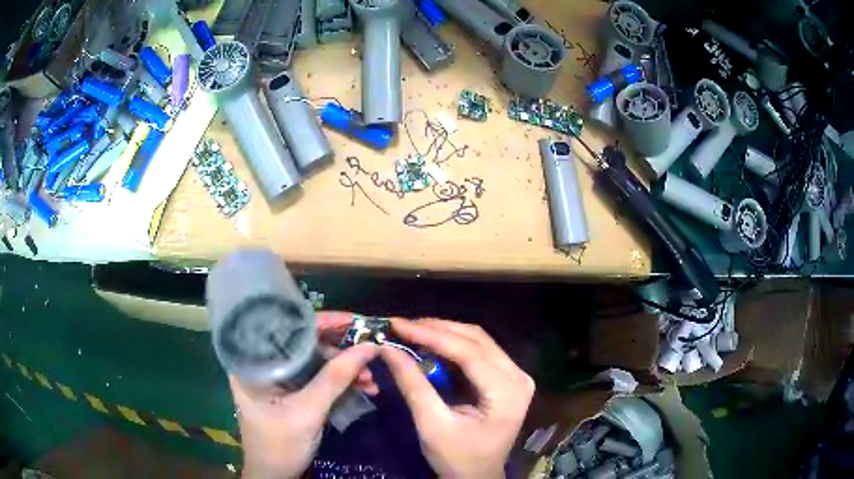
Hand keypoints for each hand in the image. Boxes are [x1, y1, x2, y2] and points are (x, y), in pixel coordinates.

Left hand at [231, 312, 378, 478]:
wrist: (276, 476)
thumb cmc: (280, 445)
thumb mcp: (307, 412)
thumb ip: (334, 379)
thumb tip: (368, 347)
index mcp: (253, 361)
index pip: (287, 329)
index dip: (323, 322)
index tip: (356, 321)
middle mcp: (264, 363)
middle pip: (305, 344)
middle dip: (341, 351)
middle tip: (370, 354)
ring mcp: (279, 378)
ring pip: (316, 361)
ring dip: (345, 369)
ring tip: (371, 380)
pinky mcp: (292, 391)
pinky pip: (318, 378)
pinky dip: (341, 382)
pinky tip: (363, 388)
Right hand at [381, 318, 534, 478]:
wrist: (477, 476)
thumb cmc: (457, 458)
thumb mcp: (431, 425)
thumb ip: (413, 385)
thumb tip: (388, 349)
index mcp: (507, 393)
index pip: (469, 353)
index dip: (431, 334)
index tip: (398, 324)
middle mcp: (518, 377)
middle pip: (476, 340)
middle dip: (436, 329)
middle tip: (401, 325)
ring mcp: (517, 376)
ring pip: (478, 341)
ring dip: (444, 333)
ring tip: (411, 331)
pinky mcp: (508, 379)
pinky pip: (480, 351)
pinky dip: (453, 345)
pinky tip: (430, 343)